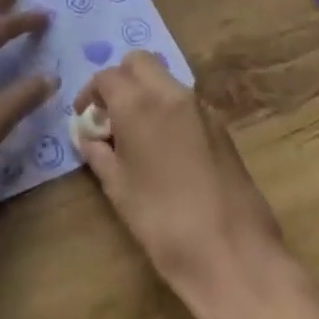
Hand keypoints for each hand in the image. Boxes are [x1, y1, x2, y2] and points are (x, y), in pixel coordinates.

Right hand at [75, 51, 304, 318]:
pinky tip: (166, 149)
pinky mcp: (222, 127)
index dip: (90, 94)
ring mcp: (201, 108)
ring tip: (137, 134)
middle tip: (111, 115)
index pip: (107, 77)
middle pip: (139, 63)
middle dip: (120, 80)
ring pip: (165, 79)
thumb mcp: (118, 189)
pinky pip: (186, 103)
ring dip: (146, 92)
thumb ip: (99, 154)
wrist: (233, 255)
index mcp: (139, 103)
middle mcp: (171, 94)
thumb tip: (89, 137)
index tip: (85, 118)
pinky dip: (169, 110)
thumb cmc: (163, 222)